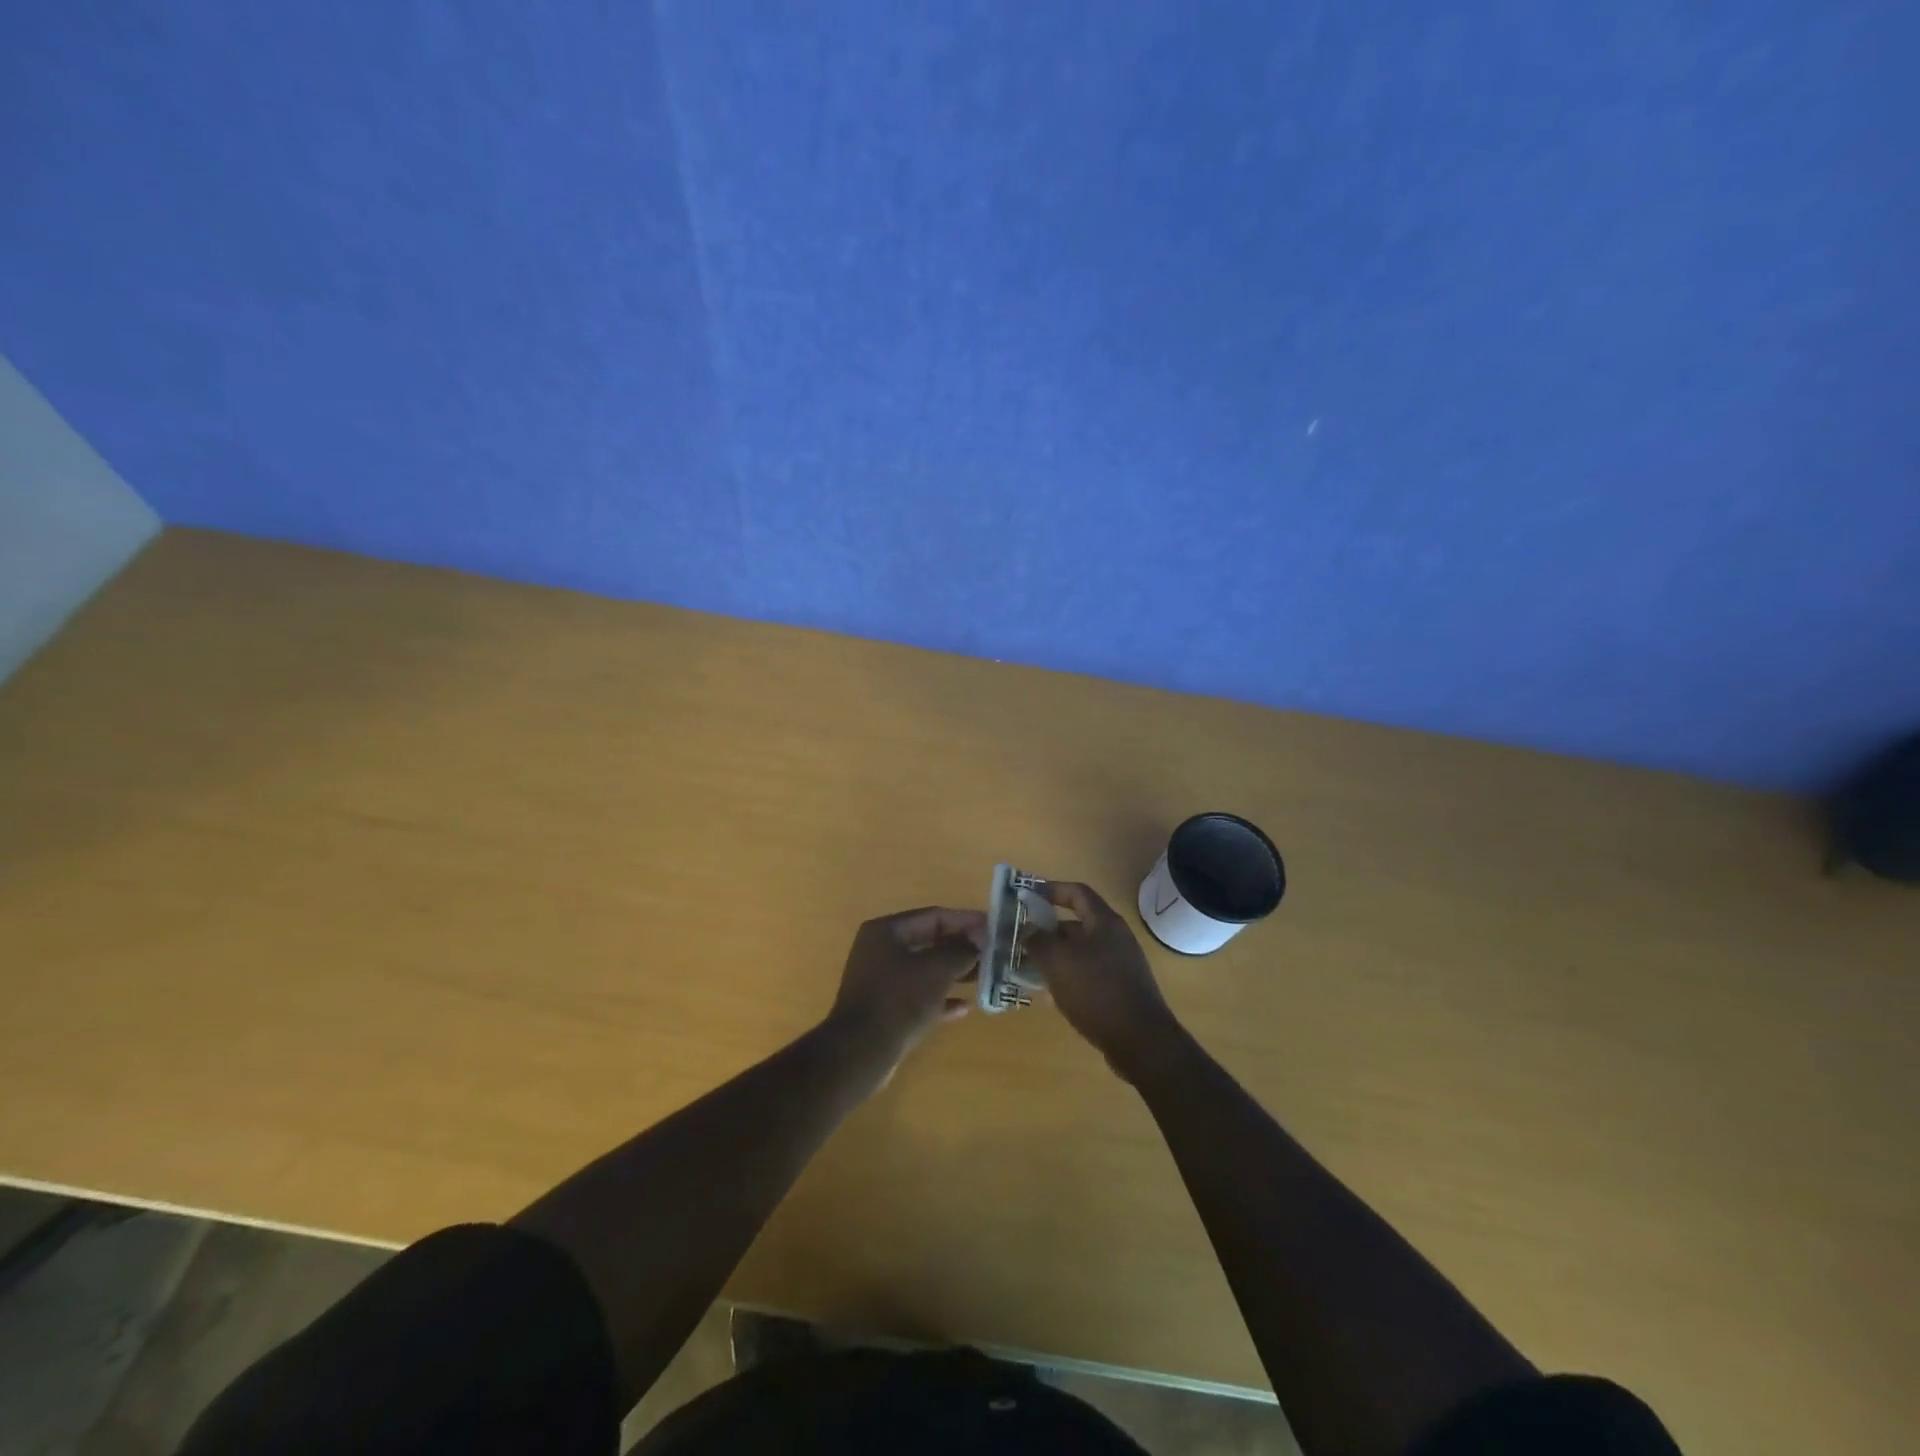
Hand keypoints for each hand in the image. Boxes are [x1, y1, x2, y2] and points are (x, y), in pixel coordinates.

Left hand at [826, 906, 982, 1076]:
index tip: (992, 927)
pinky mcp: (885, 1009)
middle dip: (961, 948)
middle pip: (929, 942)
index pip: (933, 916)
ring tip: (984, 977)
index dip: (964, 920)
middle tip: (991, 953)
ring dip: (954, 973)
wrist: (861, 1051)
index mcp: (886, 931)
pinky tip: (964, 1008)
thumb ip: (960, 952)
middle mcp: (880, 951)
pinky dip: (940, 999)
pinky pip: (919, 996)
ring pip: (925, 970)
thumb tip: (976, 945)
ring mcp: (881, 981)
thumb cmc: (899, 998)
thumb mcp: (936, 969)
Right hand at [1026, 881, 1181, 1081]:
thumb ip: (1039, 940)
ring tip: (1027, 968)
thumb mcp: (1058, 962)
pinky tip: (1048, 995)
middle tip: (1021, 939)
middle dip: (1047, 930)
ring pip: (1079, 952)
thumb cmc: (1097, 992)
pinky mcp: (1119, 990)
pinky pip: (1087, 975)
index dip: (1051, 889)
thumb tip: (1028, 929)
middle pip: (1076, 924)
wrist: (1140, 1042)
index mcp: (1104, 923)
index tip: (1027, 896)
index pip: (1077, 892)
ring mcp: (1120, 965)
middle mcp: (1115, 938)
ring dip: (1054, 957)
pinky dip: (1067, 978)